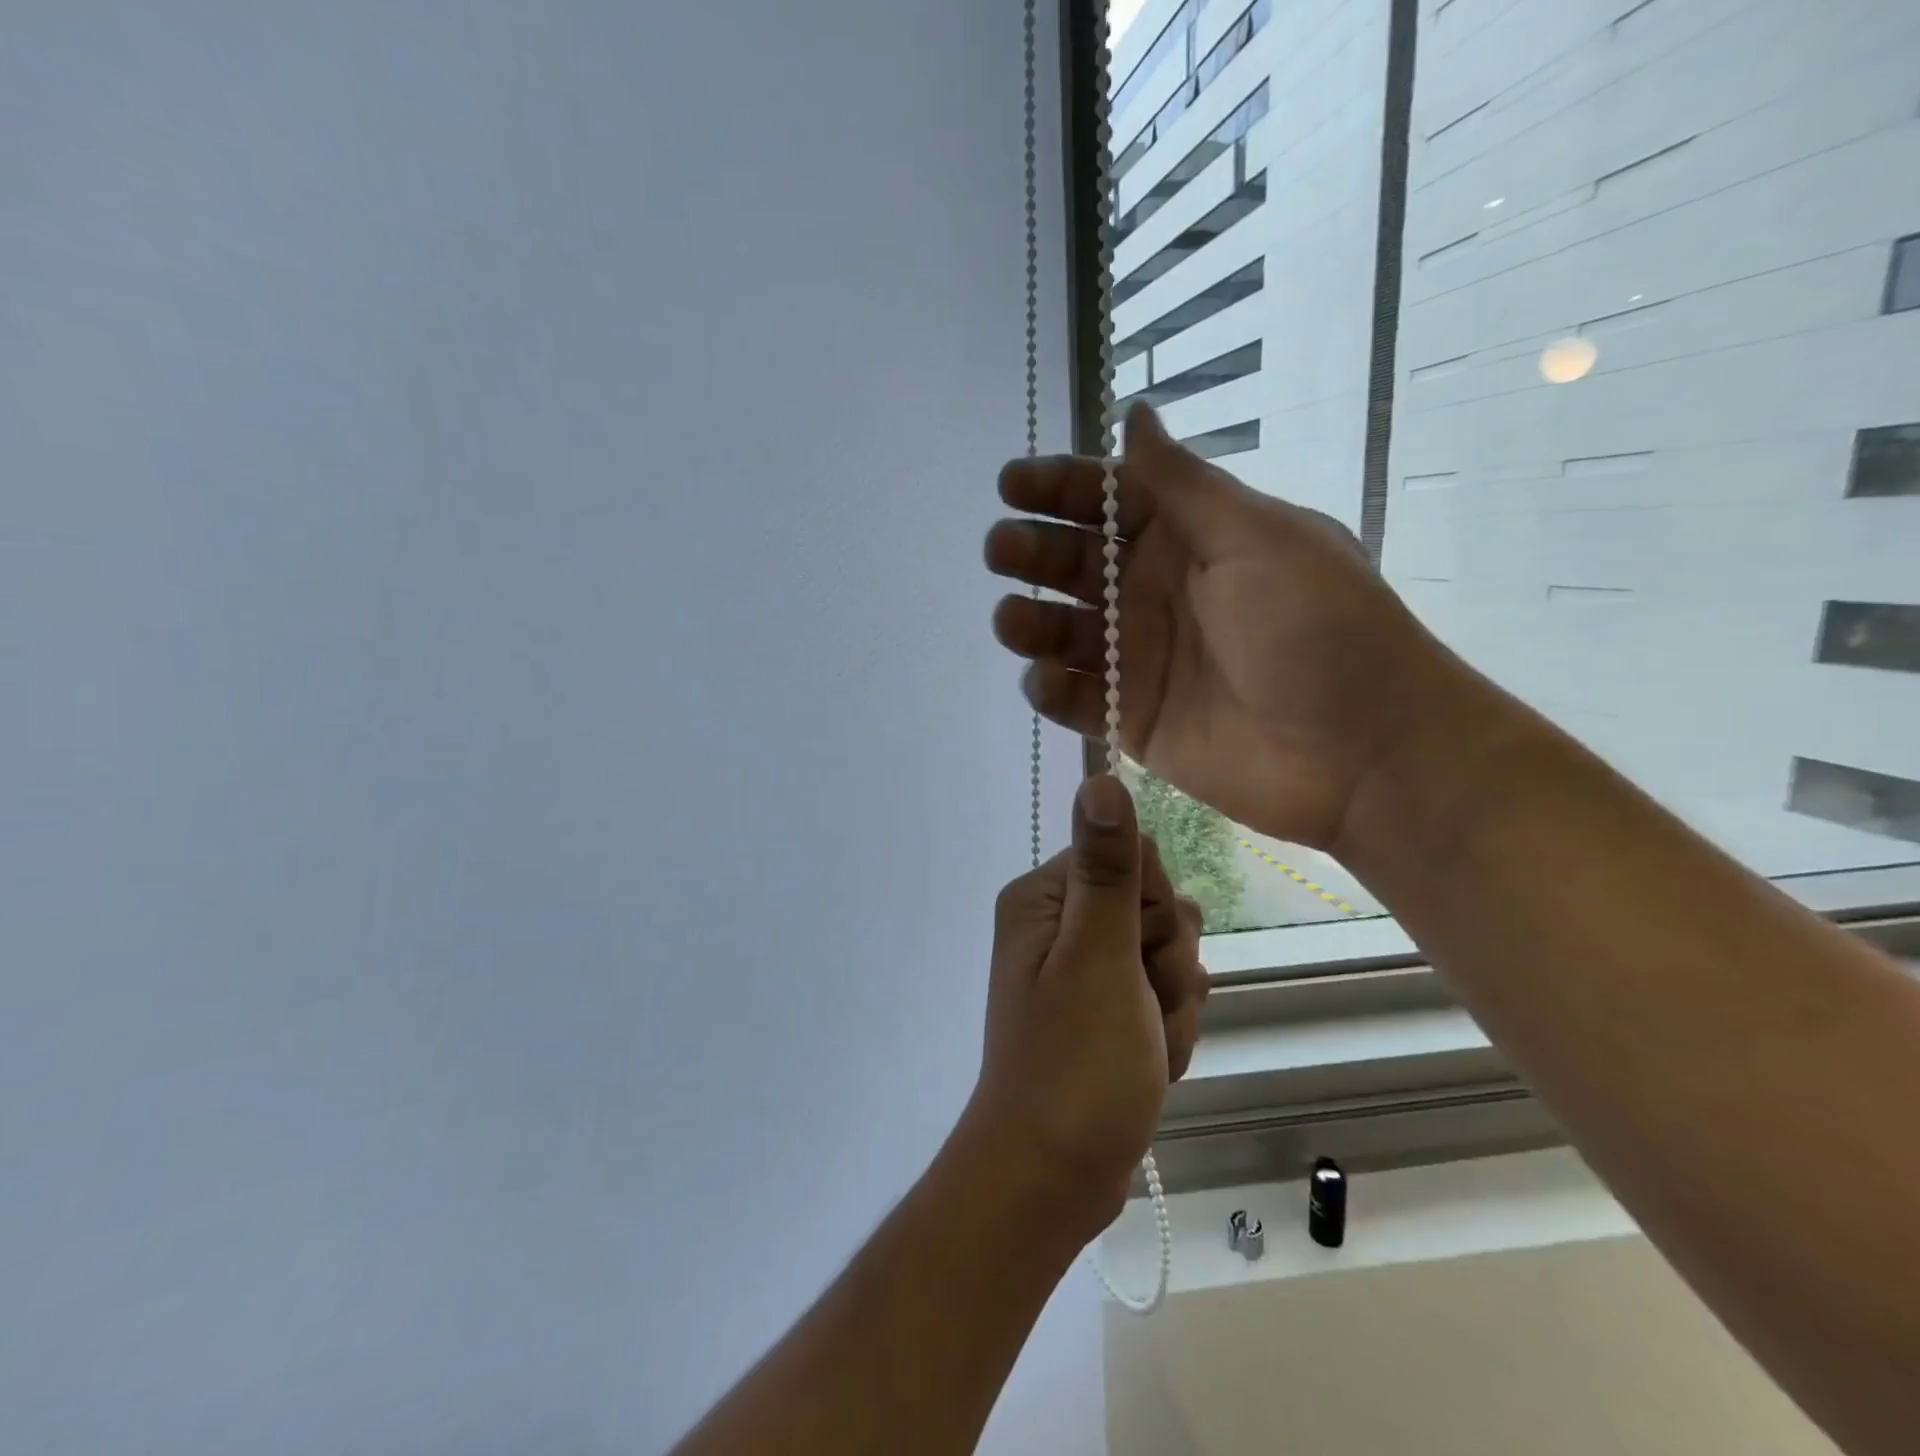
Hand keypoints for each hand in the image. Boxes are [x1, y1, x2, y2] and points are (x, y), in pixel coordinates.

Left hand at [965, 775, 1207, 1237]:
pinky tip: (1147, 1067)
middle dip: (1168, 968)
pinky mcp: (1106, 1011)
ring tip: (1143, 1049)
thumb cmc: (1075, 1063)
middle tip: (1140, 1011)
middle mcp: (1060, 924)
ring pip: (1170, 960)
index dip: (1155, 909)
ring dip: (1172, 1009)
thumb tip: (1100, 776)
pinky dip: (1167, 1036)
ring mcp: (1084, 971)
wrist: (1054, 1177)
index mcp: (1045, 898)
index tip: (1141, 954)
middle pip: (1157, 911)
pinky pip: (1163, 1000)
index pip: (1133, 858)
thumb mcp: (1098, 957)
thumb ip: (1107, 868)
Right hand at [986, 401, 1465, 850]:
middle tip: (1003, 550)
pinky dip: (1052, 689)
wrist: (1361, 751)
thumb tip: (1135, 415)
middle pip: (1074, 565)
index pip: (1108, 500)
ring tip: (1013, 621)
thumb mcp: (1255, 538)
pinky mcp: (1133, 719)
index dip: (1058, 488)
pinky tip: (1045, 680)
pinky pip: (1076, 699)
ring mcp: (1141, 659)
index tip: (1011, 486)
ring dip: (1030, 622)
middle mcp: (1155, 594)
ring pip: (1063, 632)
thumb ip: (1182, 485)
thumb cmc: (1316, 627)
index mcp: (1189, 539)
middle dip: (1032, 552)